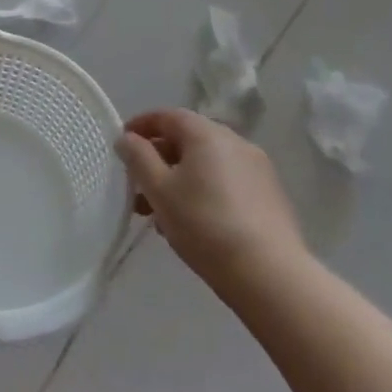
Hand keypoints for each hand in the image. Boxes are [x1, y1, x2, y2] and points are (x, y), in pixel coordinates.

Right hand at [117, 110, 307, 294]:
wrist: (269, 275)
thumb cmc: (204, 225)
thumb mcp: (159, 190)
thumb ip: (138, 158)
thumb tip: (128, 138)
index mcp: (208, 134)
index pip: (168, 116)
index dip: (141, 126)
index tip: (122, 144)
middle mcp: (236, 142)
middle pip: (188, 140)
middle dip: (158, 159)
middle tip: (137, 186)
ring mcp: (258, 169)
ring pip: (206, 164)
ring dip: (178, 179)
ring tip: (160, 214)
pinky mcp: (270, 196)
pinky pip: (226, 182)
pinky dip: (203, 191)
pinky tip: (192, 223)